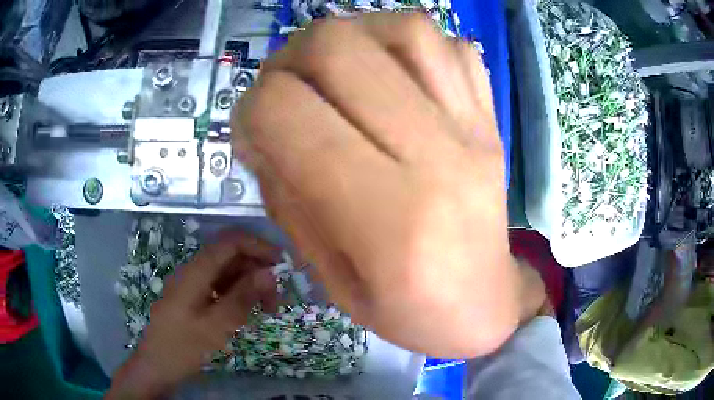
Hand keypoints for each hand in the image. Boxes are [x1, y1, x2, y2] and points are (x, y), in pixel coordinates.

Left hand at [107, 232, 280, 398]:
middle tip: (276, 298)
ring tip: (266, 308)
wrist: (157, 365)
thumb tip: (269, 273)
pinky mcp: (192, 298)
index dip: (257, 246)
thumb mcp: (216, 326)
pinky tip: (245, 312)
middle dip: (256, 271)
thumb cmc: (184, 346)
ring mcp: (192, 285)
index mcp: (196, 272)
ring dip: (248, 284)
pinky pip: (218, 287)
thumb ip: (242, 297)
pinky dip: (236, 295)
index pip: (230, 243)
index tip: (281, 264)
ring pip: (225, 273)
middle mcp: (193, 271)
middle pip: (229, 257)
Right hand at [233, 13, 520, 357]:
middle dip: (290, 59)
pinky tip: (390, 72)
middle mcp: (435, 157)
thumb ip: (287, 199)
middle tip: (286, 89)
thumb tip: (259, 128)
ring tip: (335, 70)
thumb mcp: (331, 281)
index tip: (252, 131)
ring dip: (350, 37)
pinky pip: (452, 46)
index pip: (286, 112)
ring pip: (403, 29)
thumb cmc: (410, 312)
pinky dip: (407, 43)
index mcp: (387, 220)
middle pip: (339, 48)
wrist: (487, 307)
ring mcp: (473, 129)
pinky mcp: (491, 121)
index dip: (249, 110)